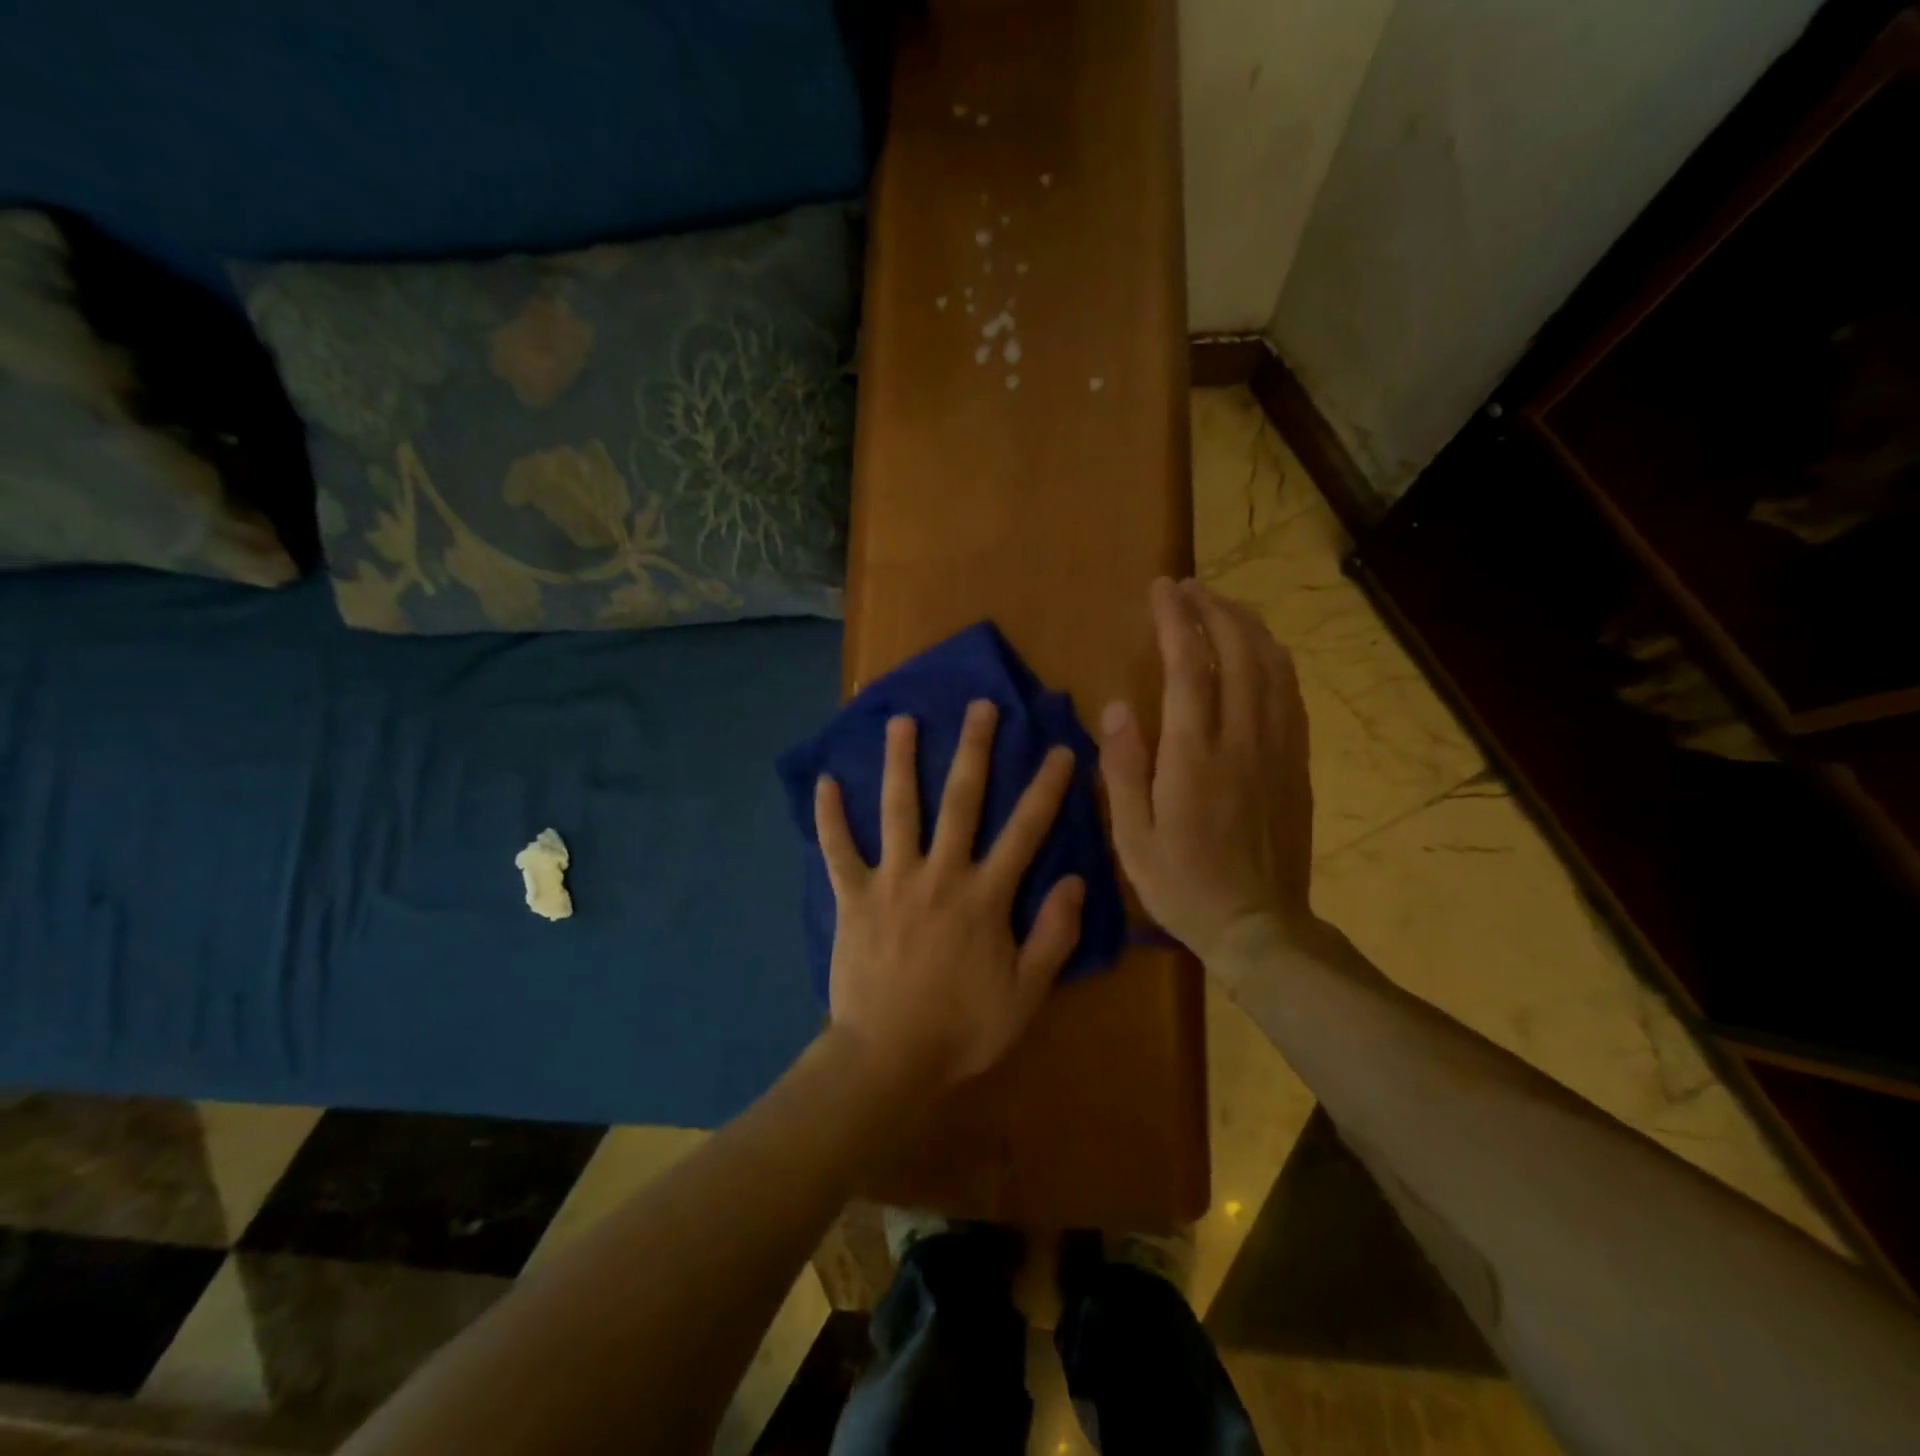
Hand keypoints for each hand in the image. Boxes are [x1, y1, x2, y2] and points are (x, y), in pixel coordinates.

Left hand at [814, 701, 1085, 1092]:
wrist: (889, 1058)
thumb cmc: (962, 1028)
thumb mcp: (1026, 993)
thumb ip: (1053, 935)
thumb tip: (1074, 880)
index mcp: (985, 896)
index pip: (1025, 830)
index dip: (1046, 788)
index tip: (1060, 748)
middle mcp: (941, 874)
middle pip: (961, 800)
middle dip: (975, 749)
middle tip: (980, 706)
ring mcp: (893, 881)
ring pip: (899, 809)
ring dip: (901, 762)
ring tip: (903, 721)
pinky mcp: (854, 896)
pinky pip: (838, 849)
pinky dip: (830, 817)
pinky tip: (826, 781)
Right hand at [1099, 577, 1315, 972]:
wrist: (1258, 925)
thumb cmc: (1182, 884)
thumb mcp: (1131, 836)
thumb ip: (1122, 767)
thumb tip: (1116, 706)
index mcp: (1195, 756)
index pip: (1190, 666)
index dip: (1176, 619)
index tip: (1162, 588)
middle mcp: (1243, 740)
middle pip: (1239, 652)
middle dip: (1214, 610)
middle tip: (1188, 589)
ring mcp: (1279, 749)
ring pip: (1273, 666)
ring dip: (1247, 627)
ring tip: (1222, 608)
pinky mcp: (1297, 763)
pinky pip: (1292, 694)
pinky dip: (1274, 660)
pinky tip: (1259, 653)